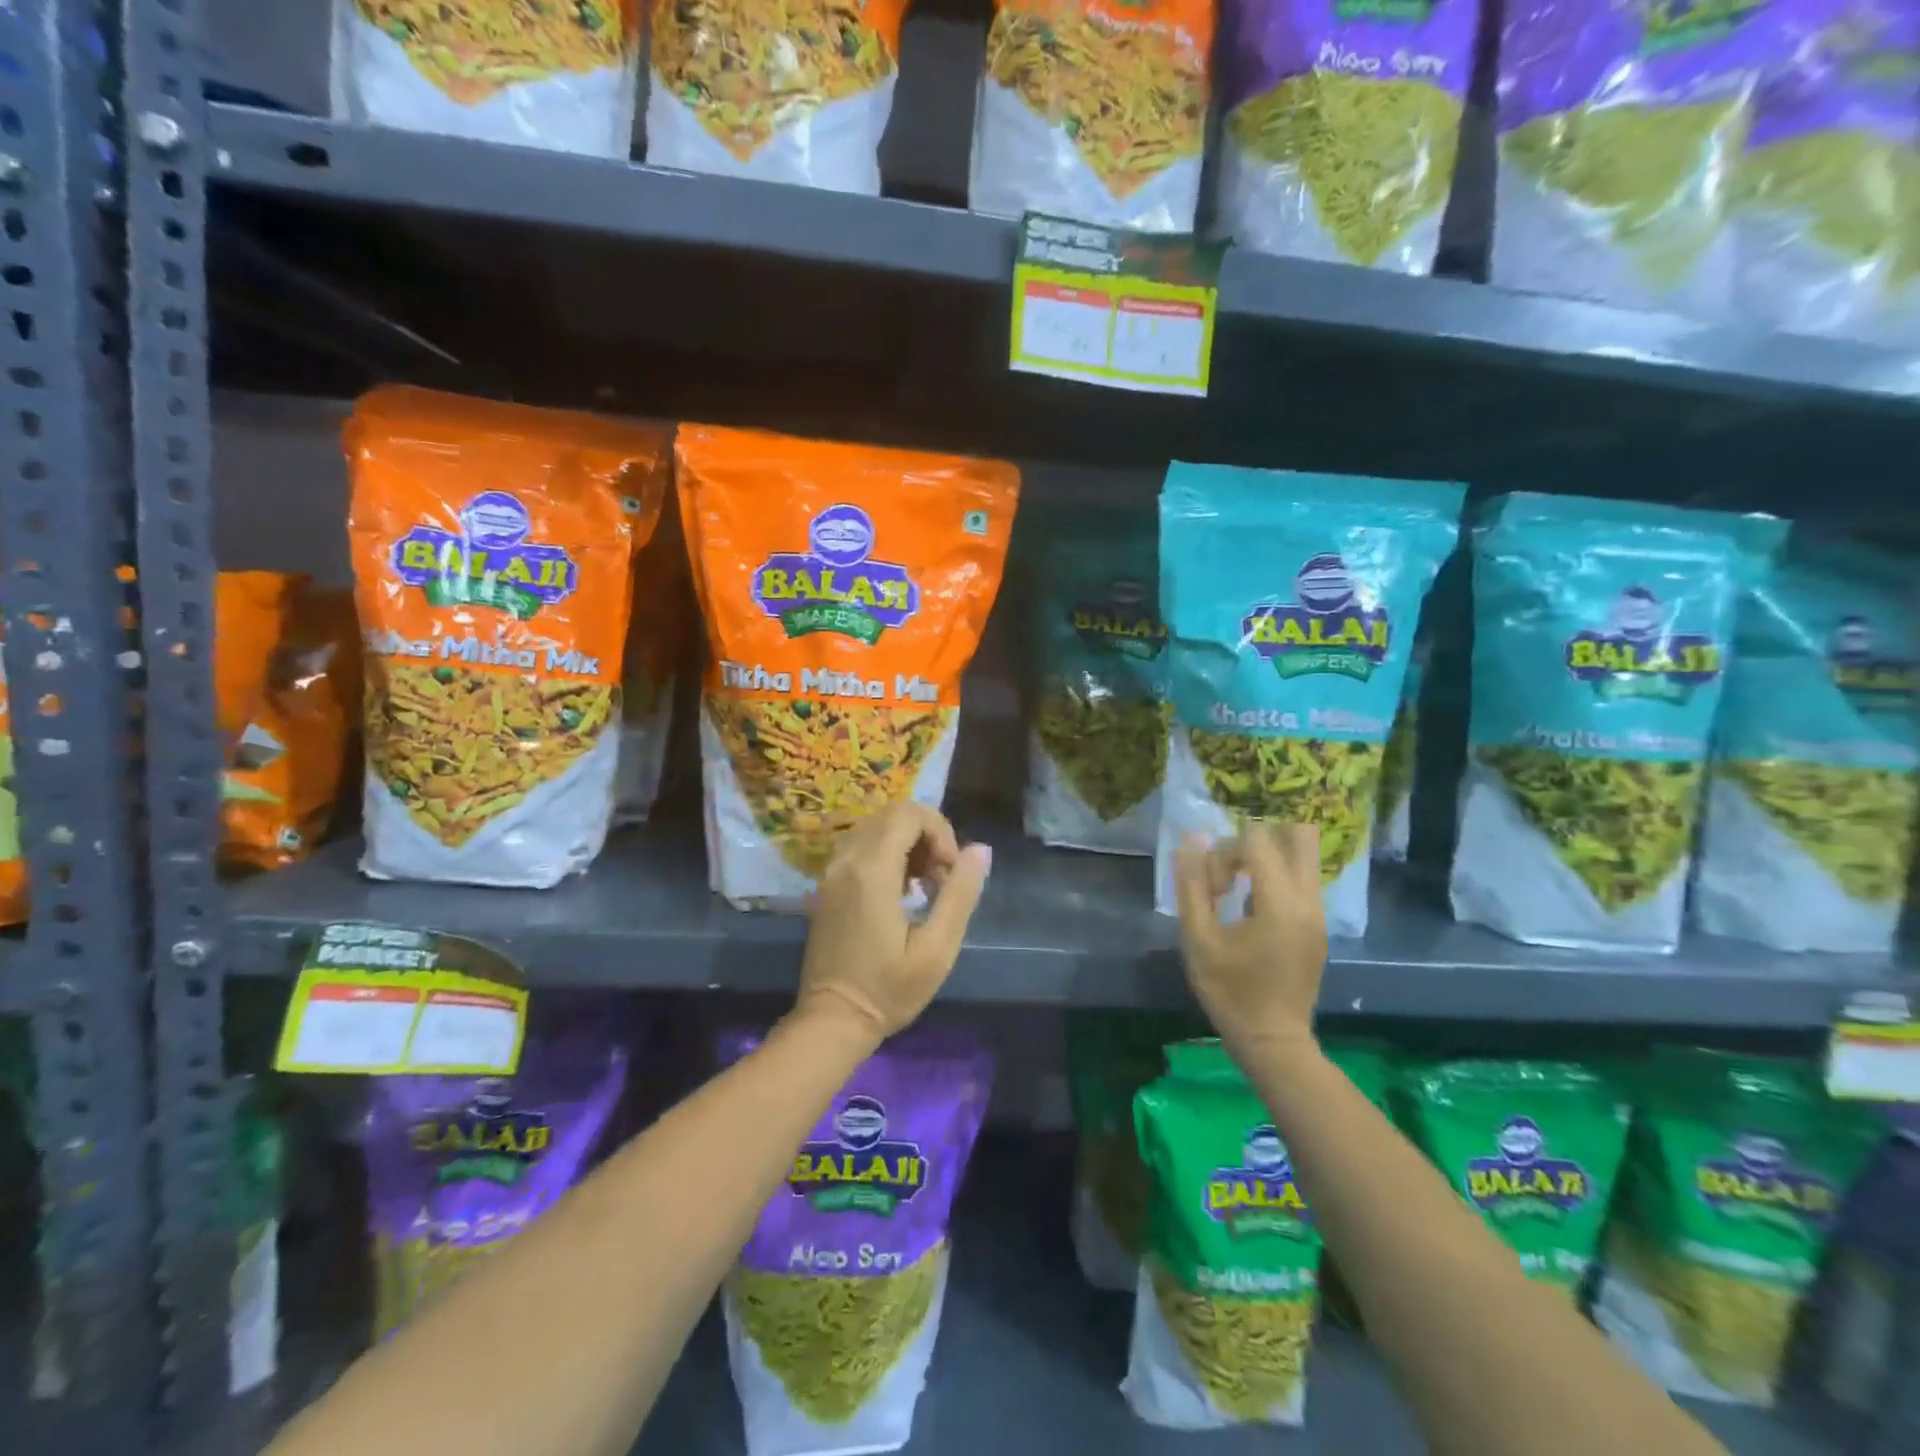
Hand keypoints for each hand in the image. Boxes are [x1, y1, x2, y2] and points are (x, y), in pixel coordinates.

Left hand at [794, 803, 992, 1043]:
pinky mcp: (828, 885)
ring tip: (925, 885)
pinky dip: (887, 853)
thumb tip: (979, 849)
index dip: (940, 831)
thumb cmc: (889, 989)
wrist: (833, 1020)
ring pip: (875, 827)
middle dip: (926, 834)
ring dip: (907, 842)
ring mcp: (832, 871)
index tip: (950, 871)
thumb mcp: (937, 948)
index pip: (909, 814)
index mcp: (872, 870)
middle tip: (940, 878)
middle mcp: (847, 860)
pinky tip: (901, 891)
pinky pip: (860, 846)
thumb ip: (959, 893)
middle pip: (892, 814)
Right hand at [1173, 823, 1326, 1055]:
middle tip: (1231, 870)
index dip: (1225, 853)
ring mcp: (1318, 913)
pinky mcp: (1318, 925)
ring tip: (1237, 889)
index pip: (1257, 842)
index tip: (1212, 888)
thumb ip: (1193, 887)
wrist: (1272, 1040)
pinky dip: (1276, 877)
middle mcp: (1308, 901)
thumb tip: (1190, 843)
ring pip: (1302, 857)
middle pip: (1298, 836)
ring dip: (1266, 859)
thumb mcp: (1199, 940)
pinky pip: (1302, 879)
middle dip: (1256, 842)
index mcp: (1280, 903)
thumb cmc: (1230, 992)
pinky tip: (1250, 908)